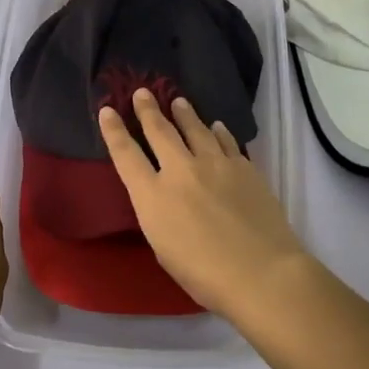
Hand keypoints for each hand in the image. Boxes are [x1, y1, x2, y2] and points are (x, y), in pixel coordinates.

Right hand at [98, 90, 311, 318]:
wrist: (261, 272)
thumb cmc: (204, 275)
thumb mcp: (163, 248)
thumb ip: (159, 215)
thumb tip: (164, 196)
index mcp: (152, 196)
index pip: (125, 155)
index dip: (113, 131)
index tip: (107, 110)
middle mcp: (180, 171)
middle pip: (160, 131)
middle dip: (148, 109)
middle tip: (143, 92)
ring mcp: (215, 164)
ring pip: (195, 129)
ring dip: (184, 113)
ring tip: (178, 101)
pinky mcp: (244, 167)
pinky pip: (226, 142)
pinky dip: (218, 132)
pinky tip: (216, 126)